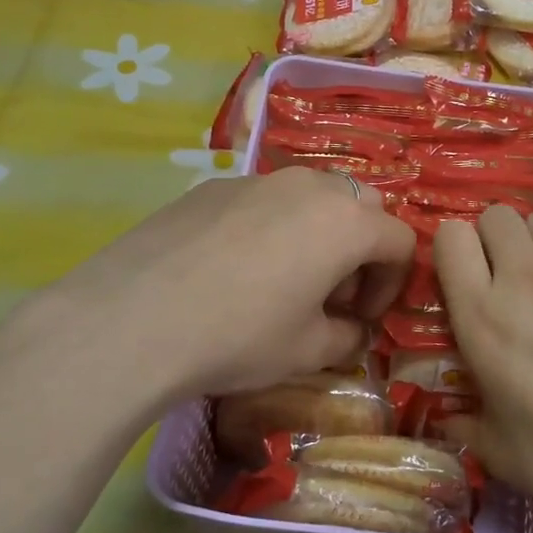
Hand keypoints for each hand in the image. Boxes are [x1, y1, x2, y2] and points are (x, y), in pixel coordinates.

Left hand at [49, 166, 414, 400]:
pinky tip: (231, 269)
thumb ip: (346, 338)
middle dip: (358, 249)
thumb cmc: (238, 336)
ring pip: (309, 195)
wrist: (133, 319)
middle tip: (329, 294)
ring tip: (282, 278)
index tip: (361, 317)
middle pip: (359, 206)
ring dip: (316, 232)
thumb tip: (350, 330)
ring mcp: (256, 180)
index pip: (399, 241)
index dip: (392, 283)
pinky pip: (261, 200)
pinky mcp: (211, 187)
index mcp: (346, 222)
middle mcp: (308, 187)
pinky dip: (269, 226)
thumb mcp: (307, 352)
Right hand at [434, 207, 532, 532]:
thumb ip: (462, 420)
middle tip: (507, 279)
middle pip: (497, 216)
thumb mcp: (497, 452)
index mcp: (482, 318)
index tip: (463, 278)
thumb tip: (445, 413)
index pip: (450, 238)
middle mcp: (525, 280)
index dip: (453, 251)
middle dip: (494, 241)